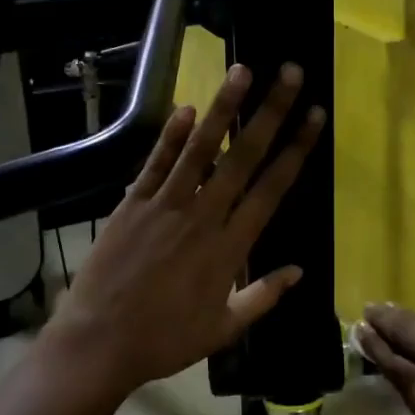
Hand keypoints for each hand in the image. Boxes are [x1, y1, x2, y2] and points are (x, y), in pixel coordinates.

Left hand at [46, 62, 325, 392]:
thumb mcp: (224, 328)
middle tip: (291, 74)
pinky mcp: (132, 204)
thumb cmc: (166, 340)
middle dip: (271, 112)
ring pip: (200, 149)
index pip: (272, 188)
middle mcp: (203, 217)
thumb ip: (263, 296)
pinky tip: (187, 107)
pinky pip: (156, 163)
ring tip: (242, 71)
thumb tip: (299, 271)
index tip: (314, 117)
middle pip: (244, 157)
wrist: (100, 343)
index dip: (296, 149)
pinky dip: (171, 135)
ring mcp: (165, 206)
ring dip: (224, 108)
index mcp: (230, 247)